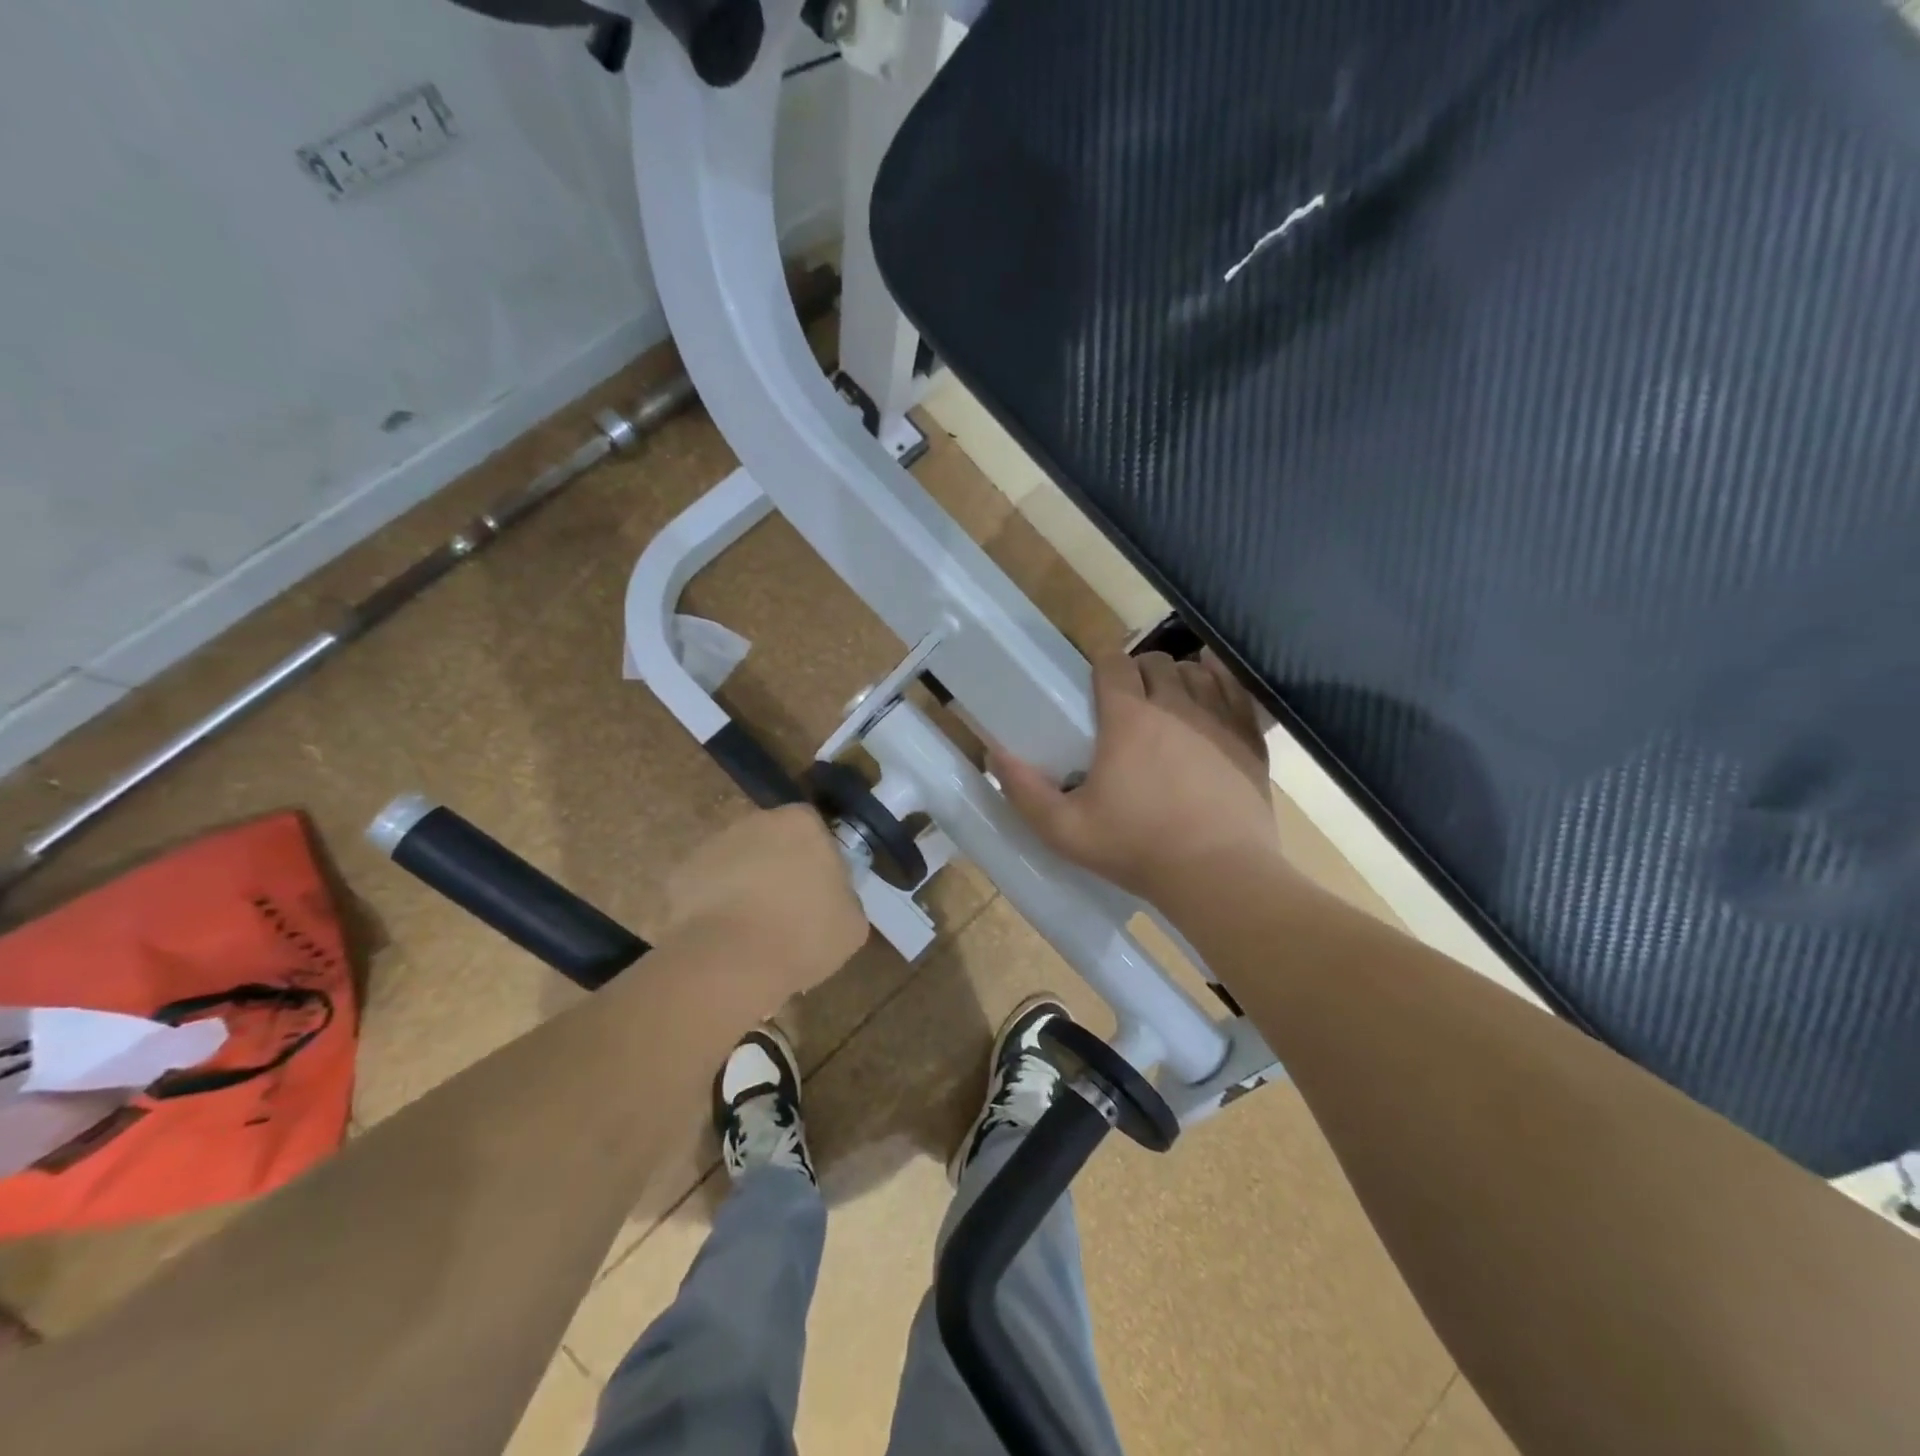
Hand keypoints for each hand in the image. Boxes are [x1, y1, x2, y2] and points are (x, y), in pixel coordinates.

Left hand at [663, 805, 867, 1002]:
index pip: (814, 829)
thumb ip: (844, 896)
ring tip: (752, 930)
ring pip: (738, 861)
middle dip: (779, 868)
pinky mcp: (682, 874)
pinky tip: (724, 937)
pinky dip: (714, 905)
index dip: (817, 859)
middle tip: (787, 911)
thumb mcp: (852, 922)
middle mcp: (756, 821)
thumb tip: (832, 897)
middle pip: (773, 840)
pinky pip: (707, 886)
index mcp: (802, 823)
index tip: (819, 893)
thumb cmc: (803, 935)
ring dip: (745, 885)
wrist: (731, 963)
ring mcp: (714, 845)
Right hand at [994, 651, 1283, 904]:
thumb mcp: (1065, 831)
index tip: (1096, 687)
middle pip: (1153, 661)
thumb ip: (1024, 791)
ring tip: (1168, 706)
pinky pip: (1234, 687)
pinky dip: (1219, 681)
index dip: (1101, 666)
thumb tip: (995, 753)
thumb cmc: (1137, 850)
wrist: (1219, 875)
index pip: (1112, 663)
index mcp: (1127, 719)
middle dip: (1138, 673)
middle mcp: (1173, 705)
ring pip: (1193, 671)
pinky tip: (1210, 692)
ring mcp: (1217, 718)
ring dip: (1176, 679)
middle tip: (1128, 706)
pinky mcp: (1249, 736)